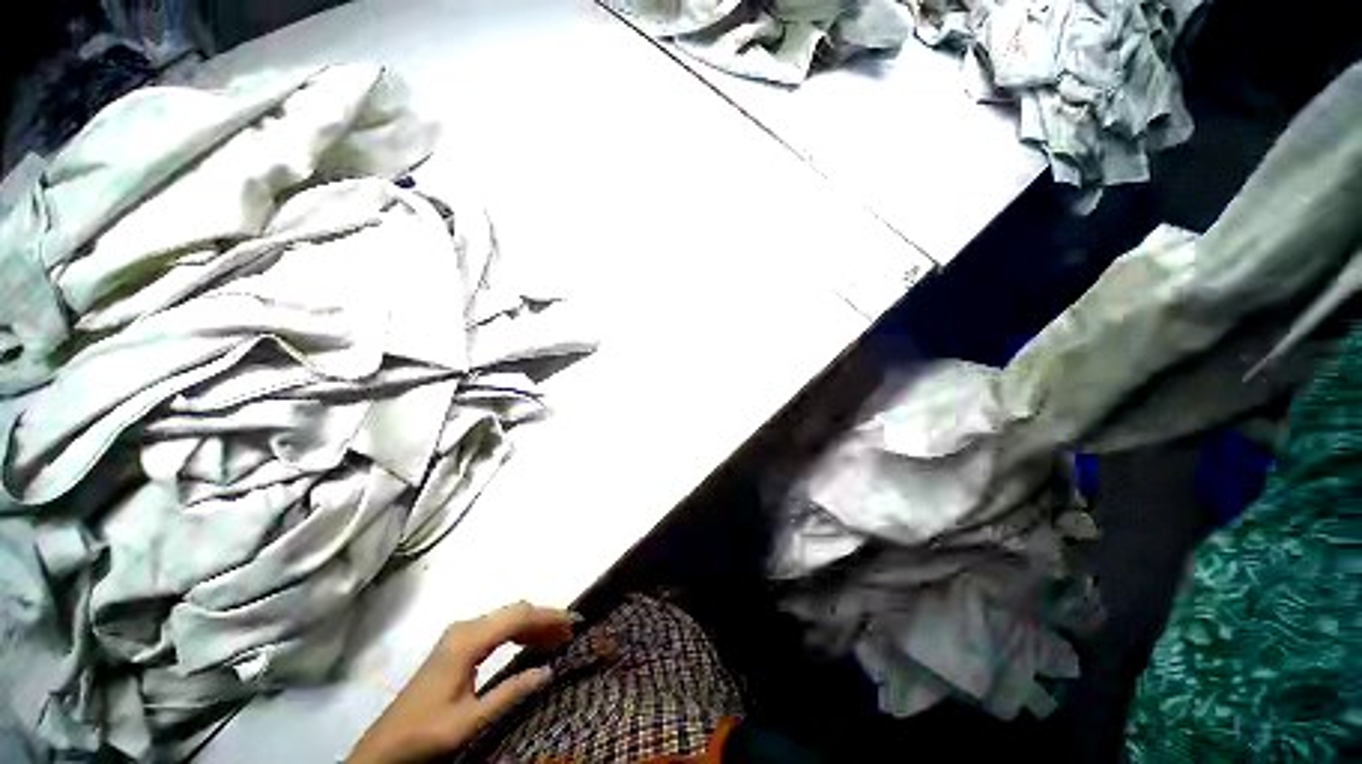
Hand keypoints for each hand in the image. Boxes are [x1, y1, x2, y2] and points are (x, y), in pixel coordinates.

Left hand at [348, 602, 573, 763]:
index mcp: (468, 640)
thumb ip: (511, 693)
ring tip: (556, 638)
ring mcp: (459, 635)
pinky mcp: (456, 645)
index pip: (518, 616)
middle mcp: (465, 628)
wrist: (384, 746)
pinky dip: (517, 632)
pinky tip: (528, 643)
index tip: (573, 624)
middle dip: (544, 618)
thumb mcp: (471, 720)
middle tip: (569, 633)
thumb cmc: (427, 732)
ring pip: (506, 618)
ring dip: (532, 625)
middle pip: (514, 612)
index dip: (549, 616)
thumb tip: (549, 671)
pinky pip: (495, 628)